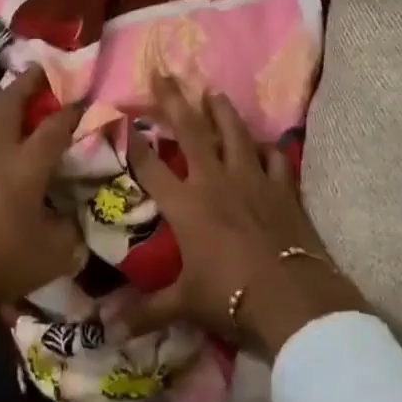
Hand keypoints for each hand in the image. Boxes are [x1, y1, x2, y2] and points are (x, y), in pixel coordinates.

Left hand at [0, 65, 85, 317]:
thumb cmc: (4, 262)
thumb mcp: (56, 253)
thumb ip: (71, 229)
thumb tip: (75, 215)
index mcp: (26, 166)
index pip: (54, 128)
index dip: (71, 111)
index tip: (85, 99)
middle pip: (10, 106)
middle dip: (26, 85)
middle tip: (39, 69)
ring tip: (3, 86)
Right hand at [118, 76, 365, 358]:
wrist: (294, 300)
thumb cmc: (232, 297)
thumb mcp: (185, 304)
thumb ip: (147, 312)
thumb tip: (107, 330)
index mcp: (187, 205)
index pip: (151, 166)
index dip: (133, 141)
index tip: (120, 116)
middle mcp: (216, 181)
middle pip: (192, 132)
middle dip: (174, 100)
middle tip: (164, 72)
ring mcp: (253, 180)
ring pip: (235, 134)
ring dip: (222, 111)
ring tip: (213, 92)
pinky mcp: (283, 189)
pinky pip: (276, 159)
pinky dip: (270, 149)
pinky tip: (267, 143)